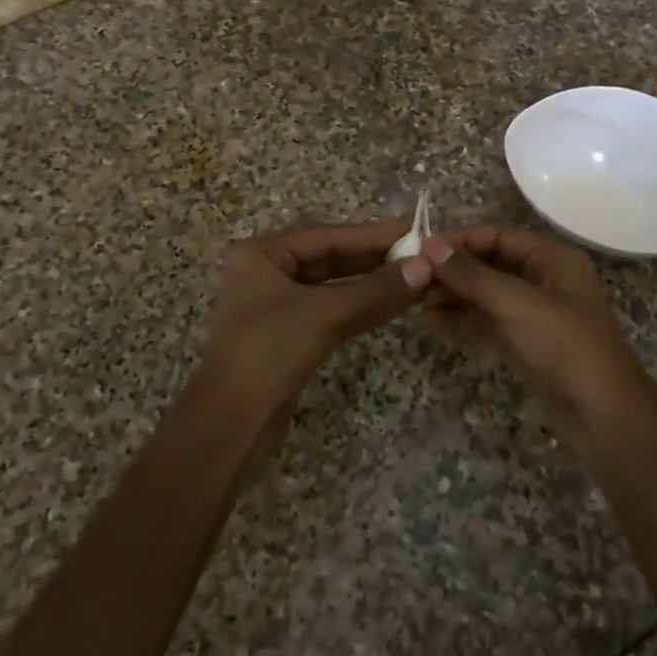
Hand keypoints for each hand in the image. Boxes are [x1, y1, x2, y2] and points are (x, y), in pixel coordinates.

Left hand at [202, 219, 431, 407]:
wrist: (231, 426)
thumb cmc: (269, 353)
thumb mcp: (324, 315)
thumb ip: (375, 291)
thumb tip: (424, 267)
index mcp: (261, 253)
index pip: (327, 236)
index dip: (373, 234)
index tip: (414, 230)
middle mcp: (264, 271)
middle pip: (329, 257)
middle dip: (374, 258)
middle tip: (421, 253)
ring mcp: (274, 304)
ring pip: (331, 285)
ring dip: (371, 283)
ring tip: (414, 276)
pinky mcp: (286, 335)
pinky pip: (329, 309)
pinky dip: (359, 306)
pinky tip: (390, 304)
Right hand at [420, 225, 648, 446]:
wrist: (603, 416)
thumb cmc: (565, 345)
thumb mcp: (516, 303)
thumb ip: (471, 274)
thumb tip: (430, 248)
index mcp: (552, 258)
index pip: (497, 236)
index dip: (459, 240)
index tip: (421, 249)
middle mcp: (543, 280)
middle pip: (489, 265)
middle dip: (452, 271)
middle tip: (413, 278)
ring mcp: (533, 314)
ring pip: (485, 296)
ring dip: (452, 296)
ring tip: (415, 301)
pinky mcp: (524, 344)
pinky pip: (487, 323)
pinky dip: (461, 321)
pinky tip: (431, 323)